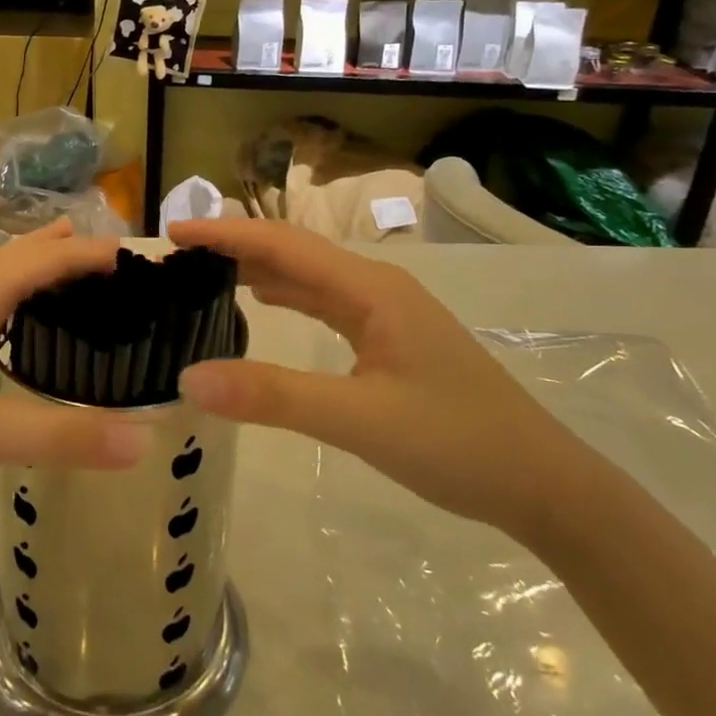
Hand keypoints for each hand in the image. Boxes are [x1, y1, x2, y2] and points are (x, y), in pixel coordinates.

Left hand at [0, 222, 149, 511]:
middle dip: (63, 250)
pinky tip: (2, 324)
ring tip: (65, 268)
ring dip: (32, 267)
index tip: (136, 256)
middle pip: (15, 256)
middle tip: (110, 256)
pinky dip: (6, 295)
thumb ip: (56, 438)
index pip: (42, 260)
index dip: (89, 254)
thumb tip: (142, 441)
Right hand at [169, 219, 589, 535]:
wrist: (542, 484)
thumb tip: (189, 377)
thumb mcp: (359, 420)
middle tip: (177, 257)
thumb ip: (274, 396)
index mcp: (372, 289)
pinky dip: (286, 297)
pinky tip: (262, 304)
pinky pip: (325, 305)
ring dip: (259, 270)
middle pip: (294, 253)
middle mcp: (377, 288)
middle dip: (236, 247)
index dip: (225, 234)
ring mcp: (387, 314)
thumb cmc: (456, 442)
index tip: (172, 232)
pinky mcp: (390, 341)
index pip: (283, 246)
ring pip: (310, 278)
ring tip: (205, 274)